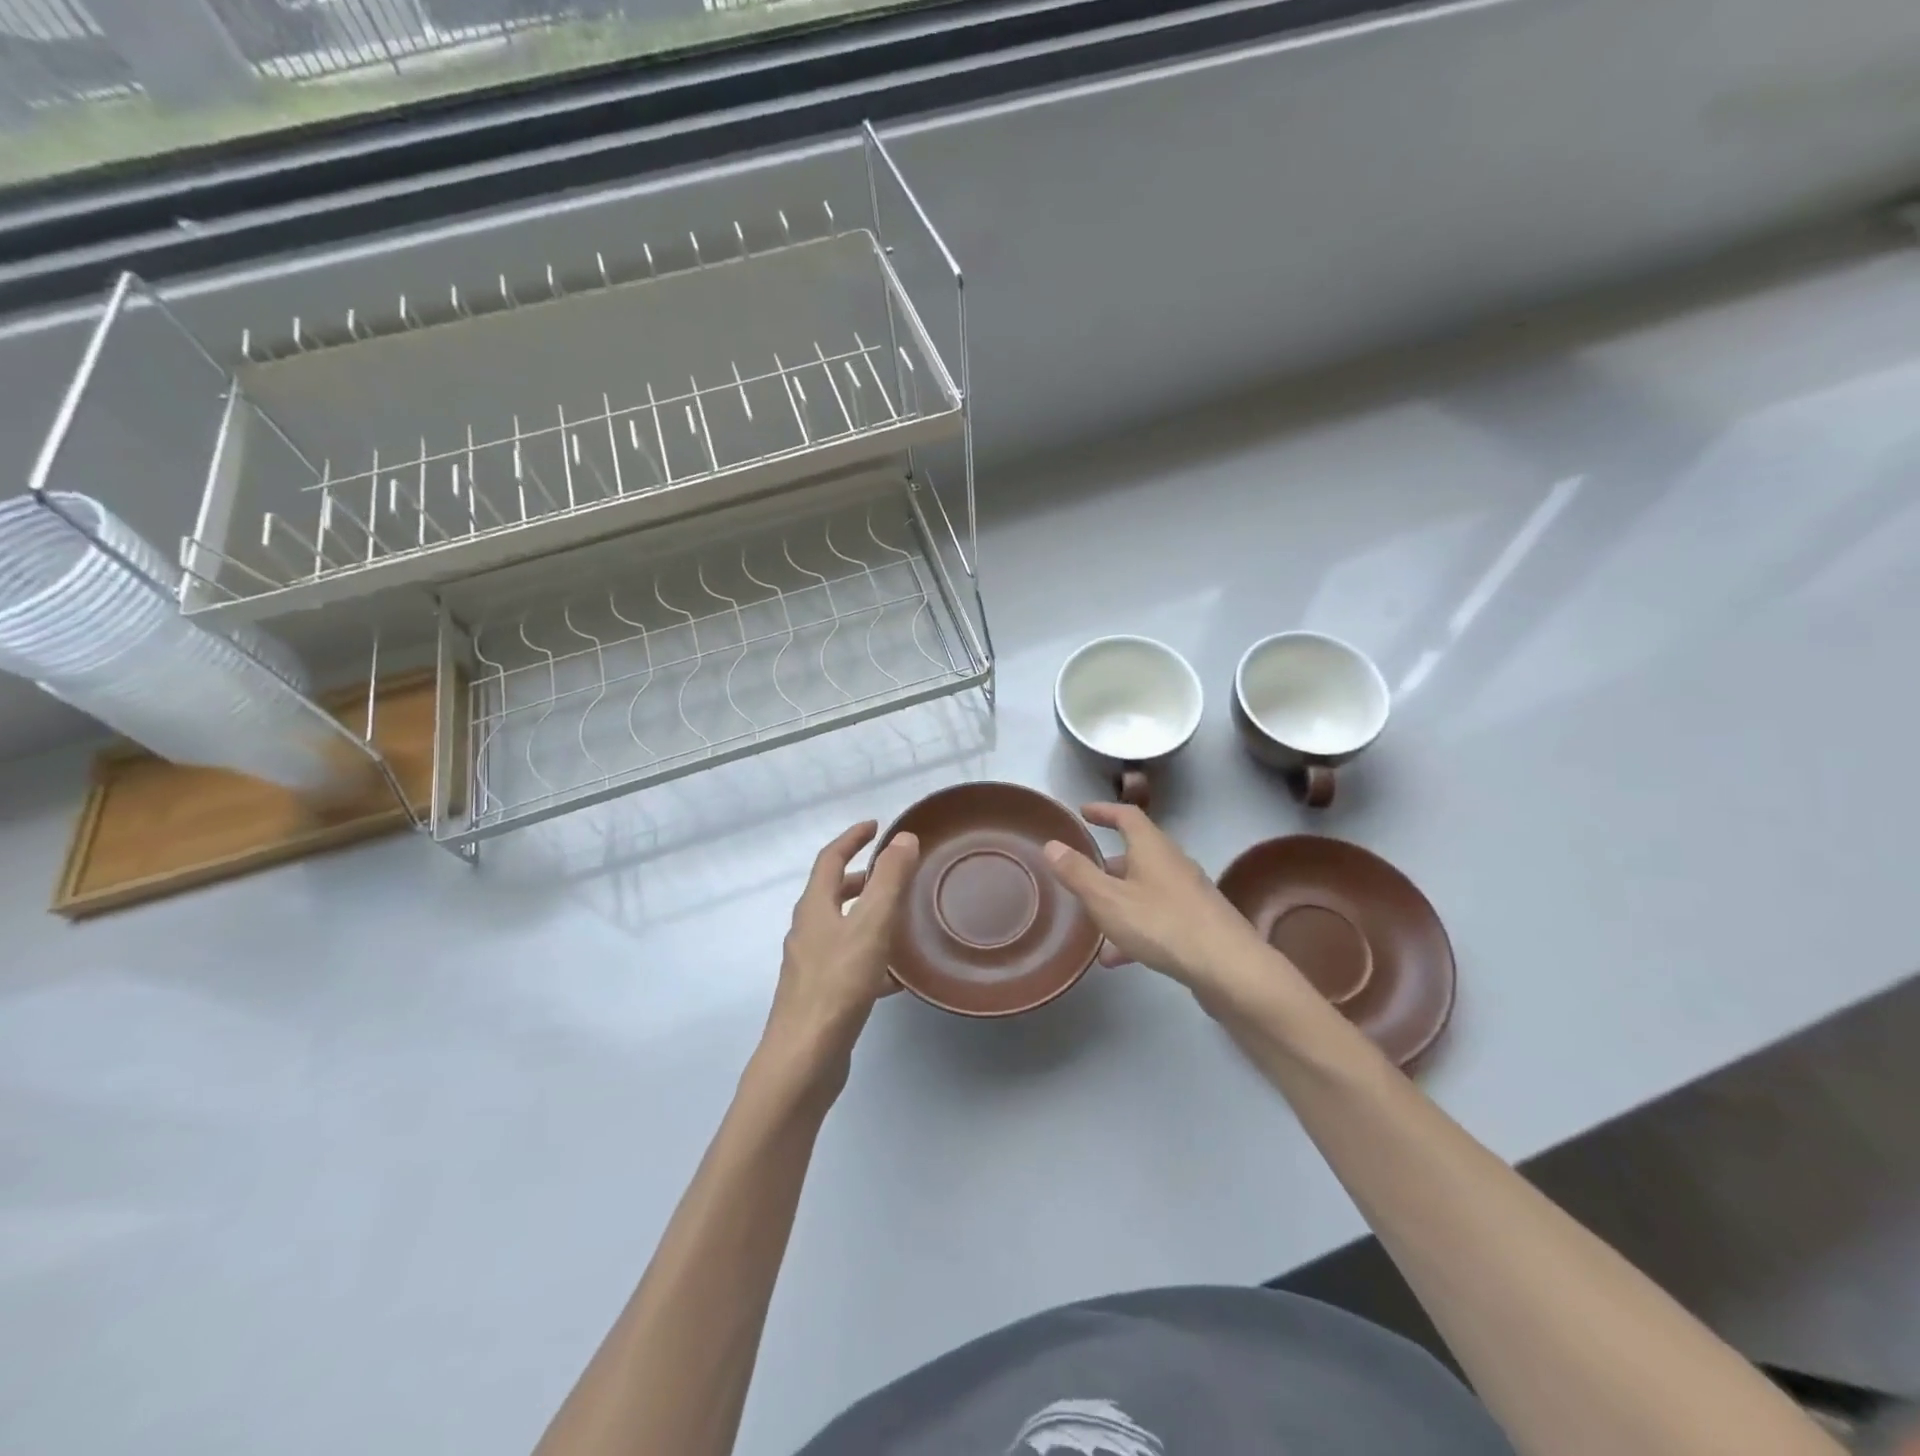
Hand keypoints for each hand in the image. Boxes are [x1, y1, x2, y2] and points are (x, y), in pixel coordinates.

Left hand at [764, 821, 920, 1076]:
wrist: (804, 1059)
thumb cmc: (838, 985)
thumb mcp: (871, 925)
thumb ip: (889, 880)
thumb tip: (903, 838)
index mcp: (814, 908)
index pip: (830, 859)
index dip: (852, 838)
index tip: (875, 826)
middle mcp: (807, 932)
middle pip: (833, 894)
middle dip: (862, 878)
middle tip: (894, 874)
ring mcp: (811, 966)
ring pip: (843, 929)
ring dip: (868, 917)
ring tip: (903, 920)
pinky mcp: (821, 996)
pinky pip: (850, 963)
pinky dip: (873, 957)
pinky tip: (898, 977)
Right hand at [1043, 803, 1271, 1013]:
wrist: (1228, 967)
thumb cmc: (1162, 923)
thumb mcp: (1108, 899)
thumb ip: (1078, 873)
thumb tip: (1052, 844)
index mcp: (1152, 847)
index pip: (1127, 816)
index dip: (1104, 811)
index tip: (1084, 812)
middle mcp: (1173, 864)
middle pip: (1138, 853)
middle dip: (1109, 861)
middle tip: (1084, 870)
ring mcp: (1189, 894)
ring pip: (1145, 889)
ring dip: (1119, 899)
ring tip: (1093, 919)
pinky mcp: (1198, 923)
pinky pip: (1157, 917)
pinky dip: (1134, 928)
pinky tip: (1116, 957)